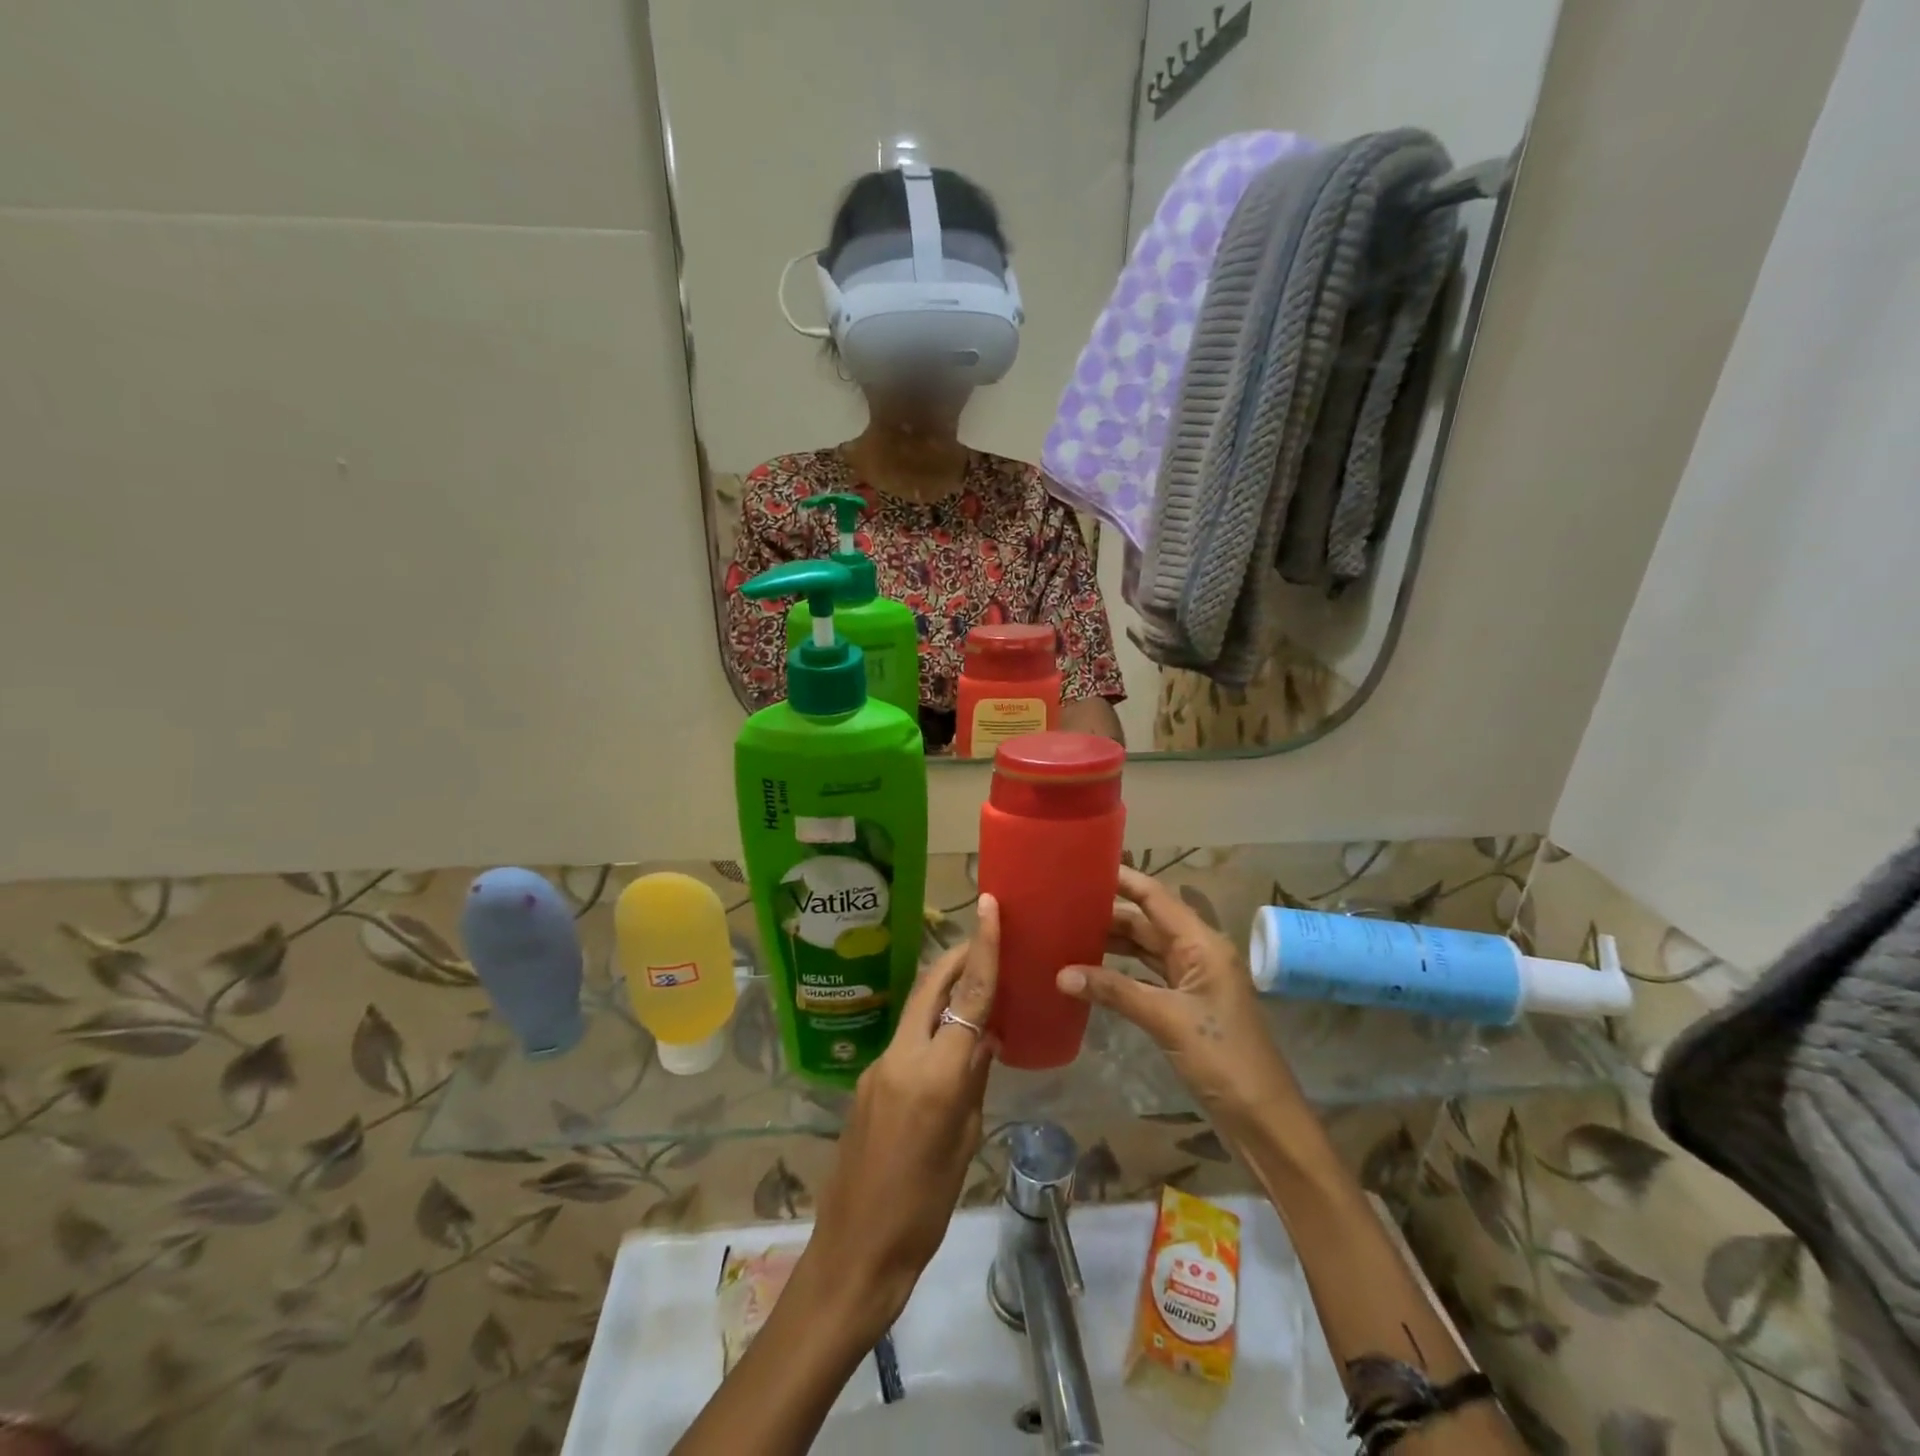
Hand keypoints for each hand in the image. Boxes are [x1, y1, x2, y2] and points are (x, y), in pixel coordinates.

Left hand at [805, 894, 1000, 1331]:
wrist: (855, 1250)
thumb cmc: (924, 1208)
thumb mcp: (964, 1143)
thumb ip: (974, 1080)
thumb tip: (986, 1038)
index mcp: (934, 1075)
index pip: (967, 997)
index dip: (982, 949)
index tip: (990, 909)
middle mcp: (901, 1056)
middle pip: (931, 987)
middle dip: (958, 956)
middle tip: (985, 938)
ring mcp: (877, 1066)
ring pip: (917, 1010)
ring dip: (944, 990)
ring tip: (975, 987)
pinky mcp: (866, 1080)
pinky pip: (905, 1039)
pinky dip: (930, 1027)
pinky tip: (947, 1045)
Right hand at [1057, 868, 1298, 1136]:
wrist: (1262, 1117)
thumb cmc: (1222, 1057)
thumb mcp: (1166, 1019)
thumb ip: (1114, 991)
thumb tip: (1061, 974)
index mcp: (1202, 944)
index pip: (1156, 897)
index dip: (1123, 879)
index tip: (1085, 866)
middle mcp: (1198, 952)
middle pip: (1147, 921)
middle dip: (1108, 913)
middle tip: (1062, 904)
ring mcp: (1193, 979)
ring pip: (1146, 948)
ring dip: (1112, 942)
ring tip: (1068, 932)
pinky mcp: (1186, 1004)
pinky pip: (1148, 975)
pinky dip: (1121, 971)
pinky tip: (1091, 971)